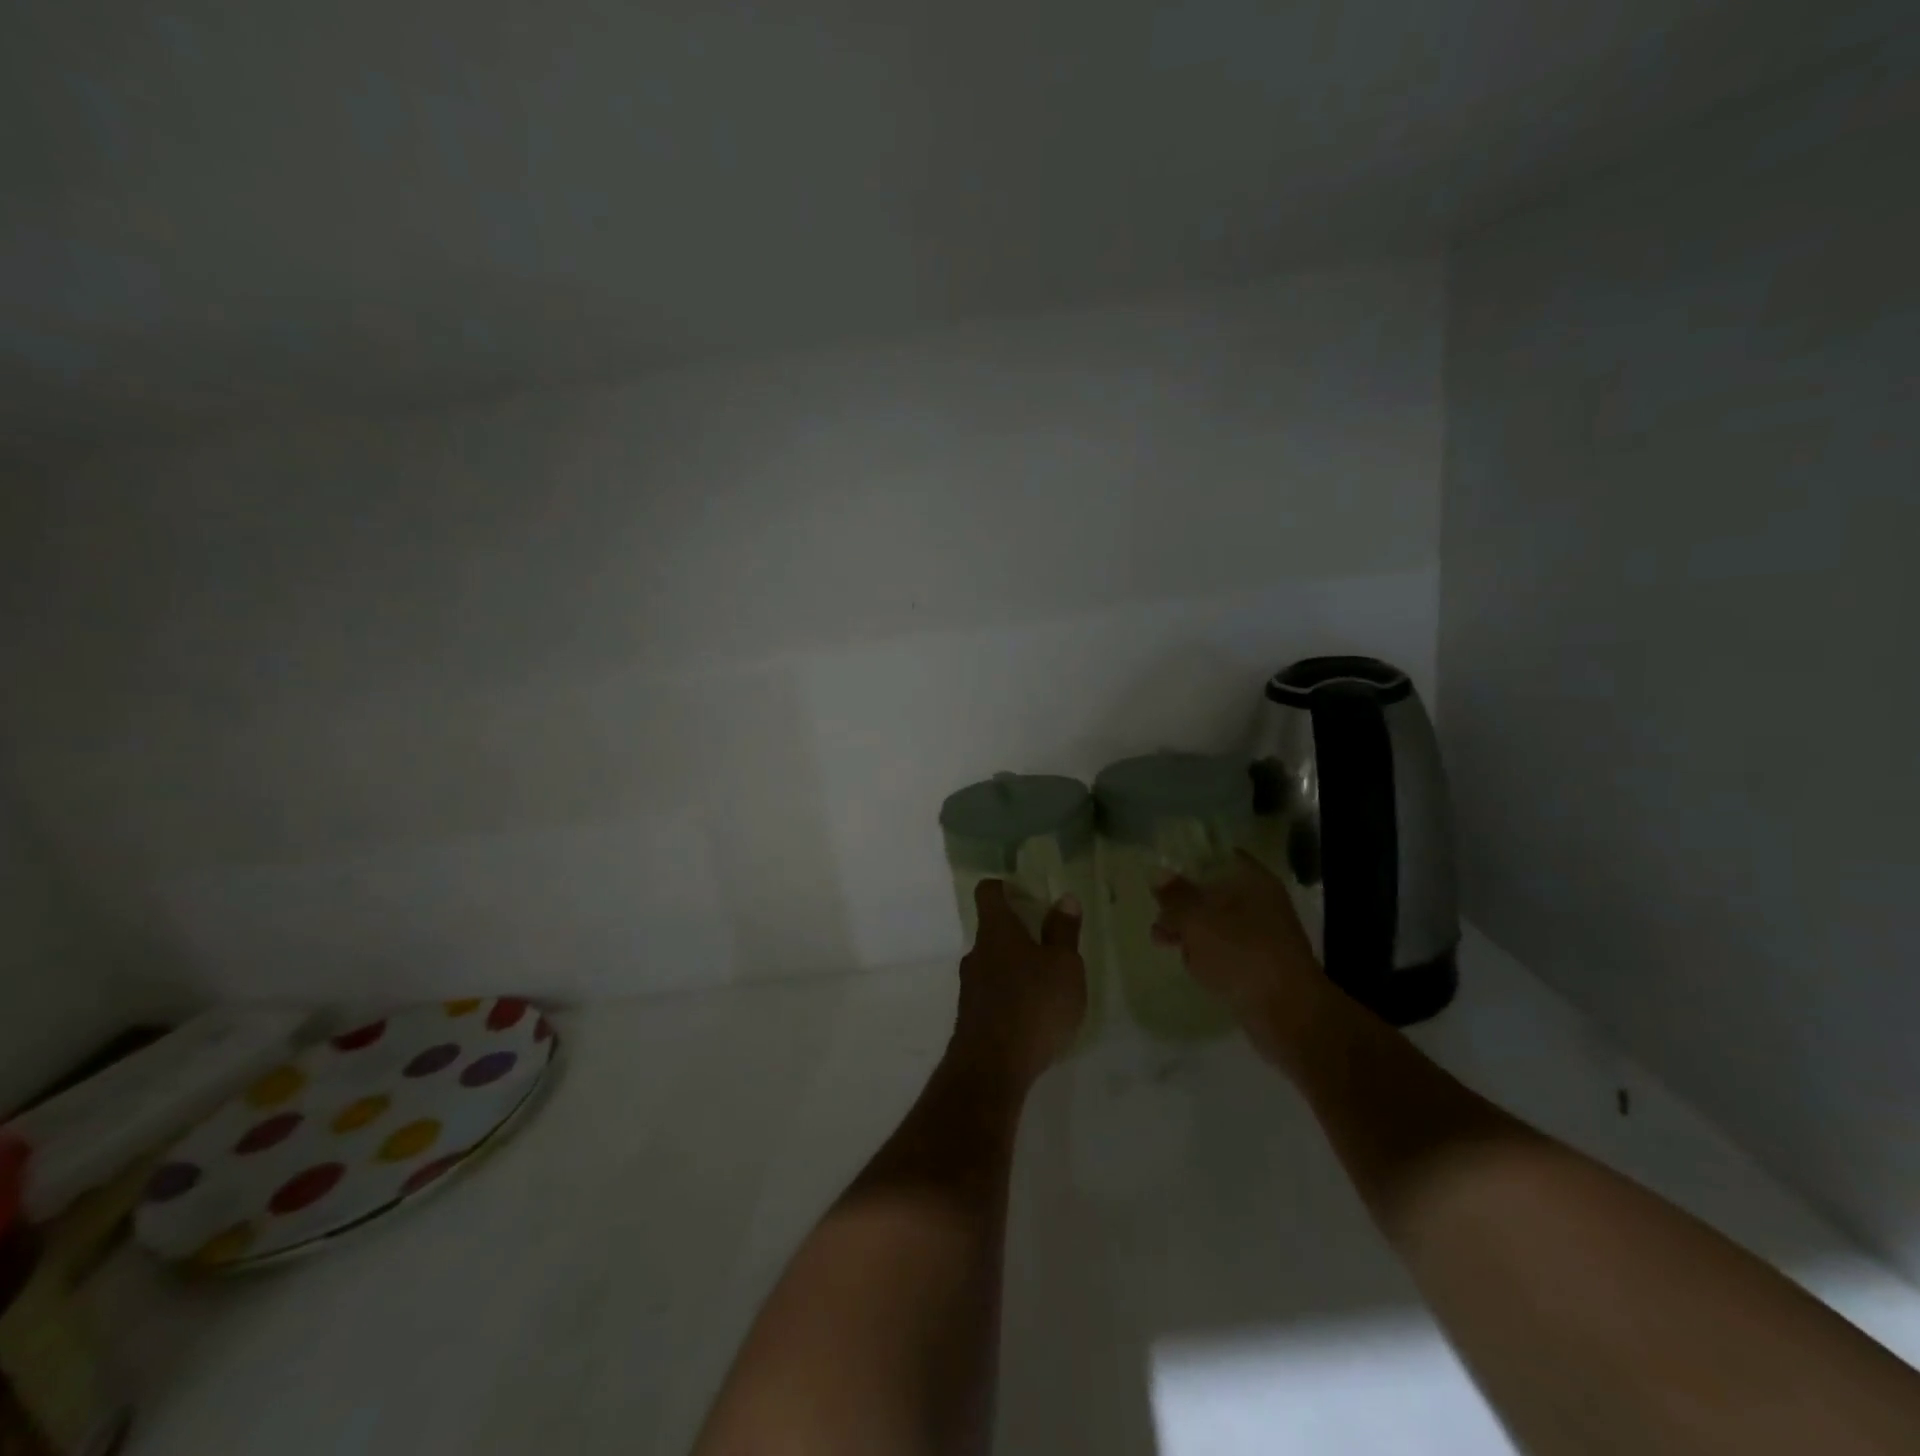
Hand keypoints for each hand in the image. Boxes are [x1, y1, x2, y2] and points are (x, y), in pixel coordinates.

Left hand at [952, 880, 1086, 1091]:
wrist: (992, 1067)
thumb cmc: (1034, 1004)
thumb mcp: (1064, 966)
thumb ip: (1064, 932)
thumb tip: (1064, 898)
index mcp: (997, 930)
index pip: (989, 892)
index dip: (1004, 886)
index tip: (1025, 891)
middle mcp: (977, 952)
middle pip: (992, 930)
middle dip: (1017, 932)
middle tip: (1048, 941)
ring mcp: (970, 986)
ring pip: (992, 963)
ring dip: (1014, 967)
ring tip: (1045, 982)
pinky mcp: (971, 1017)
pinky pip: (992, 993)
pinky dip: (1010, 995)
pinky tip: (1032, 1014)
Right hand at [1150, 850, 1330, 1058]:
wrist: (1289, 1015)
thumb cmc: (1241, 955)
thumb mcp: (1197, 920)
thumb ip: (1175, 896)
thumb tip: (1158, 873)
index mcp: (1252, 880)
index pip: (1216, 857)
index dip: (1188, 861)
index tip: (1160, 872)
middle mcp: (1261, 902)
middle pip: (1213, 891)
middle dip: (1183, 903)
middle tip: (1158, 914)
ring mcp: (1263, 935)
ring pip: (1217, 923)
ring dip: (1191, 931)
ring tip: (1162, 942)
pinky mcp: (1260, 965)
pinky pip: (1226, 950)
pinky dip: (1207, 955)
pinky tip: (1191, 966)